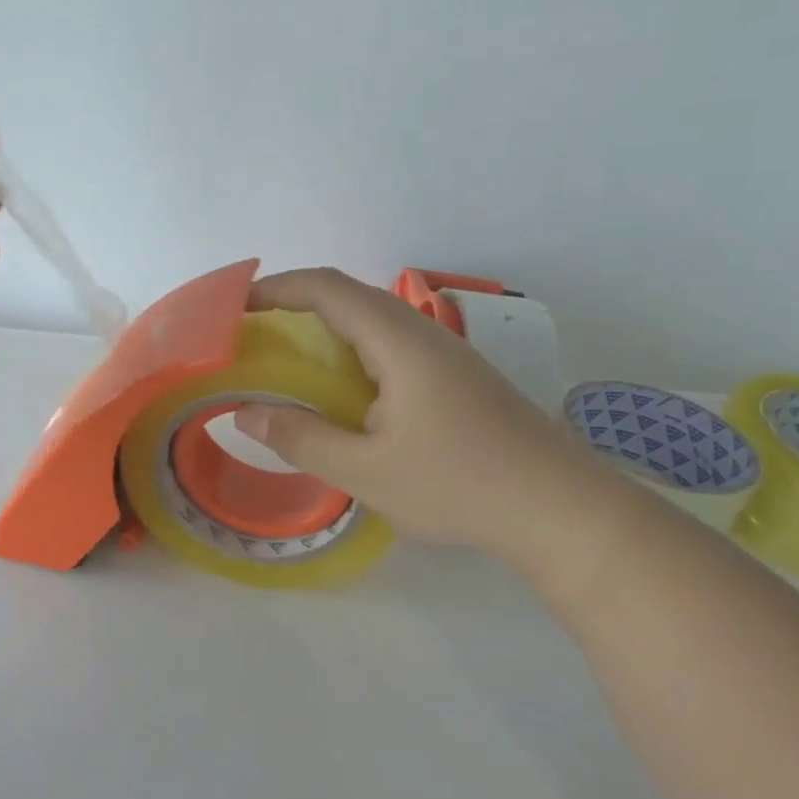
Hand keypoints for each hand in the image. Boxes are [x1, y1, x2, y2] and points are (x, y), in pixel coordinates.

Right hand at [232, 269, 626, 569]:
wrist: (563, 510)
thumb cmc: (459, 485)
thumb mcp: (366, 471)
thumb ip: (300, 438)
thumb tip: (245, 413)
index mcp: (398, 342)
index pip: (327, 289)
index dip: (277, 287)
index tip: (235, 305)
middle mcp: (422, 333)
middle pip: (349, 295)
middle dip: (294, 304)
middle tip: (253, 333)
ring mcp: (445, 353)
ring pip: (373, 319)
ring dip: (325, 327)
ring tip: (289, 359)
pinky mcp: (457, 377)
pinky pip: (391, 344)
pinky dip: (351, 350)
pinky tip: (345, 391)